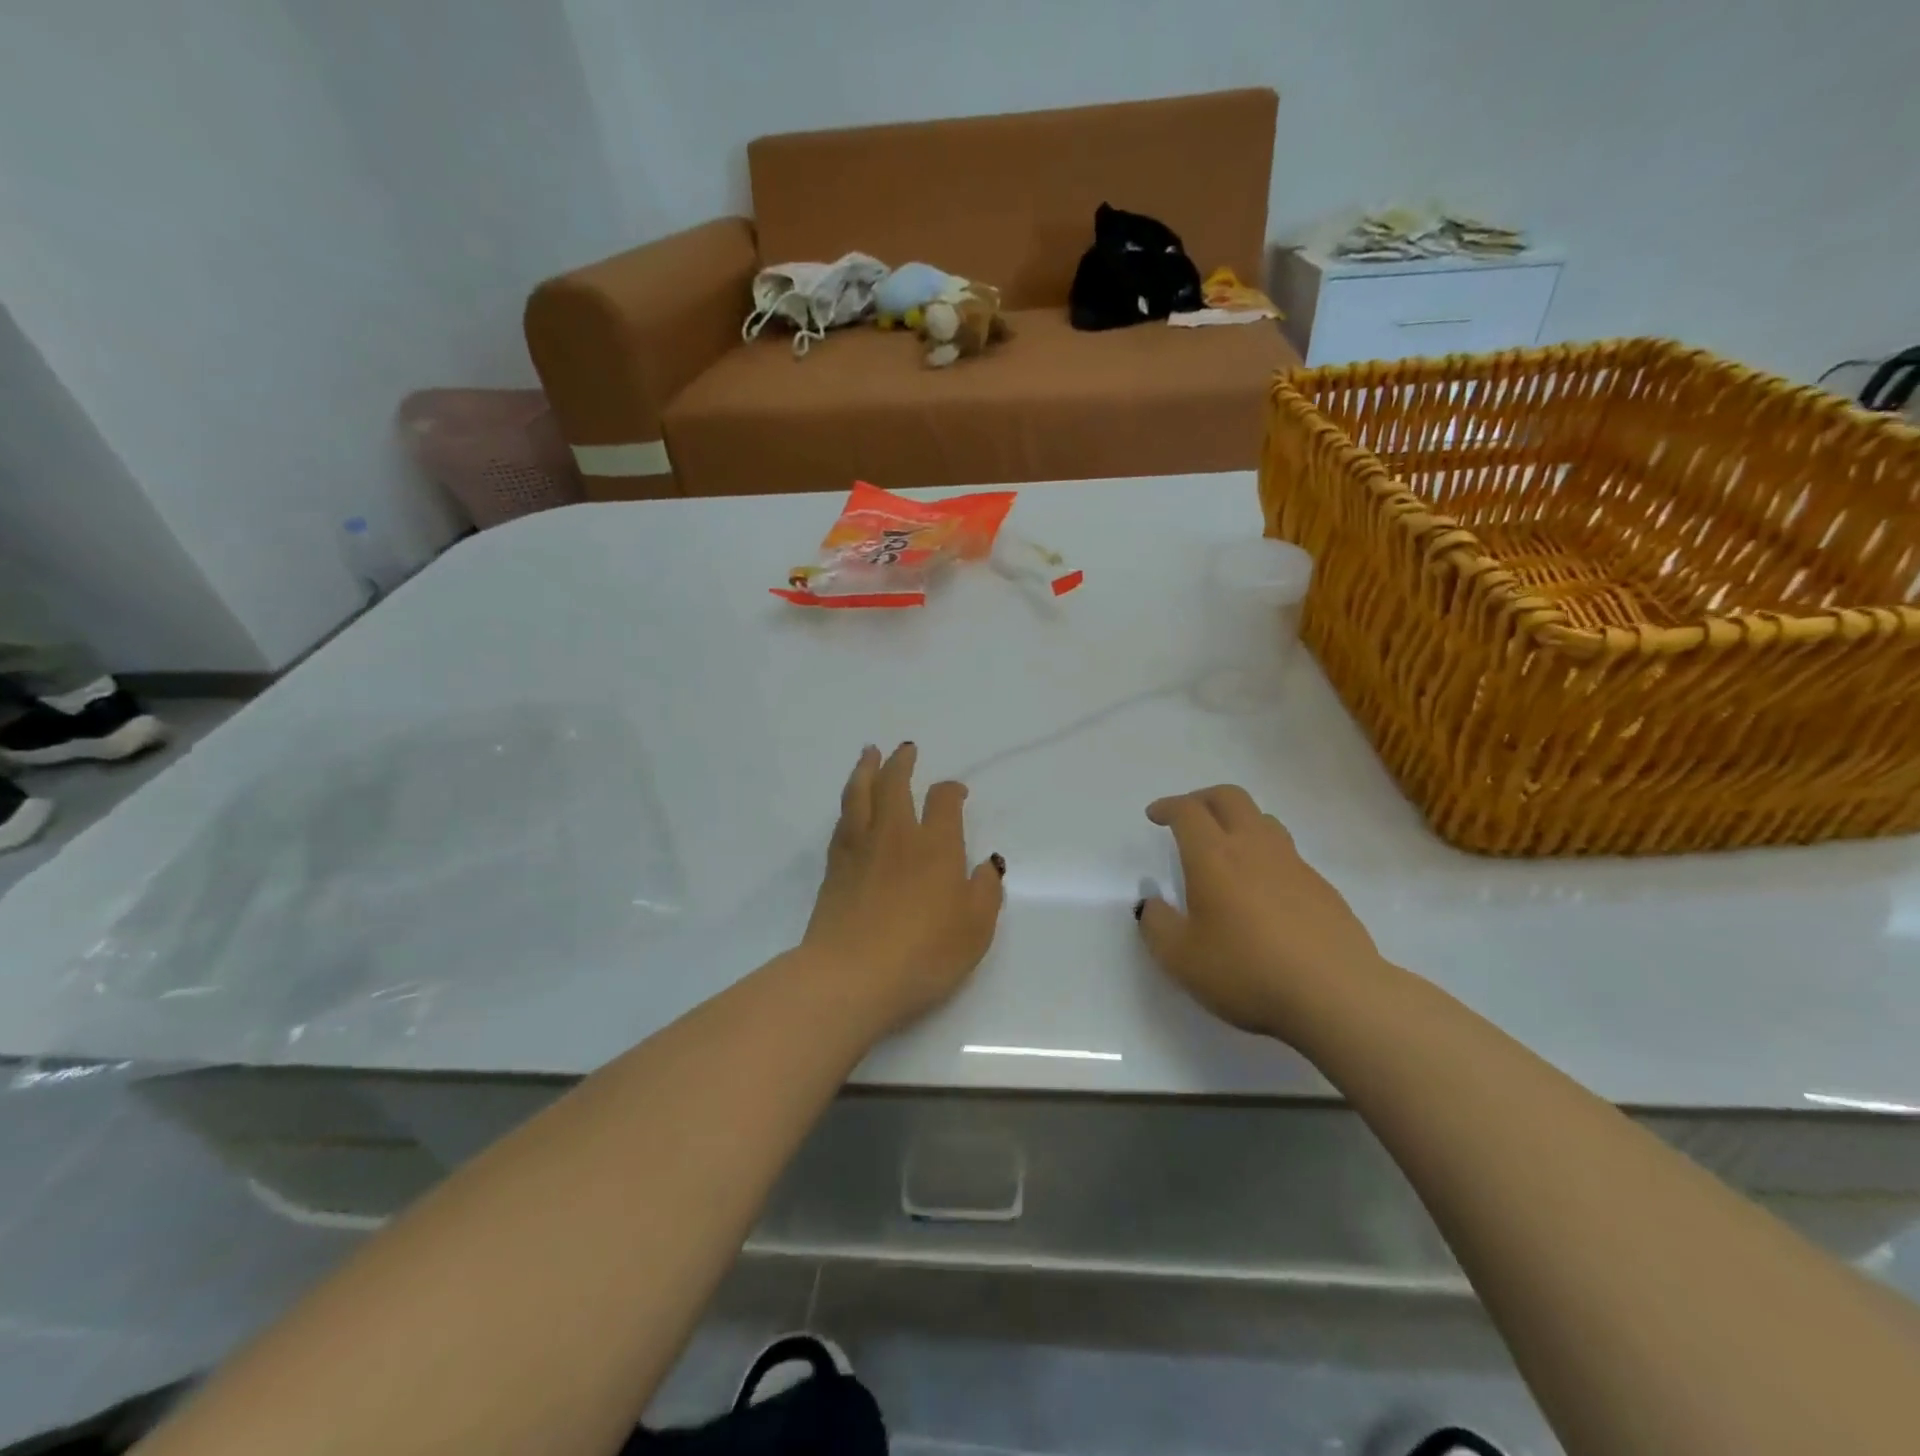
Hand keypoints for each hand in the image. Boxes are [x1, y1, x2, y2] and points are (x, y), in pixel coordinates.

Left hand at [801, 743, 1005, 1033]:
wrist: (852, 976)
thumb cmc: (924, 953)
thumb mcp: (975, 929)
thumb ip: (986, 891)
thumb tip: (986, 864)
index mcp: (935, 846)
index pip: (943, 802)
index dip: (951, 790)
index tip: (956, 792)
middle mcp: (896, 836)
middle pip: (894, 784)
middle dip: (902, 762)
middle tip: (905, 748)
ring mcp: (860, 849)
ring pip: (860, 794)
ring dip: (866, 769)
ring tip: (869, 753)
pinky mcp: (834, 868)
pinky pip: (842, 821)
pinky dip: (849, 803)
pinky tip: (851, 806)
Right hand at [1135, 785, 1385, 1036]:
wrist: (1336, 995)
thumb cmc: (1247, 972)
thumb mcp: (1181, 959)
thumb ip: (1157, 925)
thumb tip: (1151, 903)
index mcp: (1214, 856)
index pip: (1188, 811)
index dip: (1167, 806)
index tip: (1155, 816)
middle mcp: (1254, 847)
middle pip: (1229, 797)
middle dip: (1202, 799)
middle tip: (1187, 817)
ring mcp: (1293, 864)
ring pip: (1263, 819)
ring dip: (1237, 821)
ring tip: (1225, 847)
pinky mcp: (1321, 887)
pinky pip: (1286, 853)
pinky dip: (1264, 854)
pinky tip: (1261, 890)